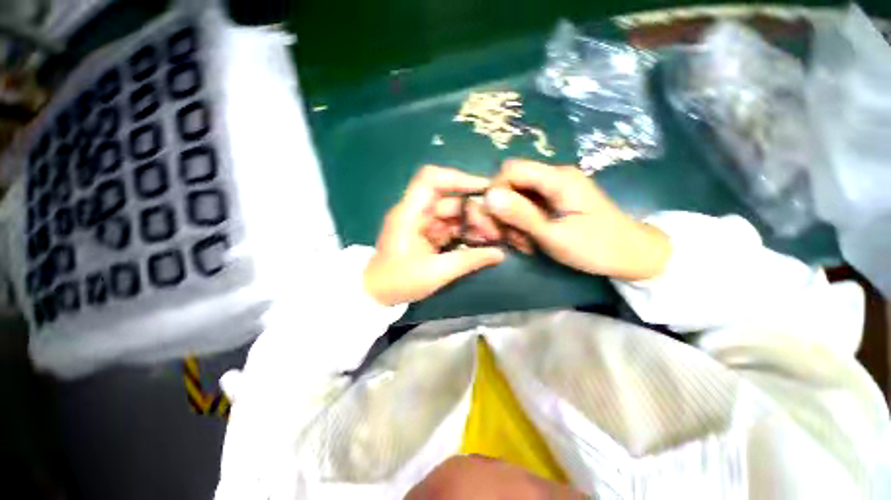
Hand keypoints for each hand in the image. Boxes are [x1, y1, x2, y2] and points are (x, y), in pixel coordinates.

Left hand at [364, 166, 505, 305]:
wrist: (377, 294)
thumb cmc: (399, 282)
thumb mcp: (436, 273)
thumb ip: (469, 260)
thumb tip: (500, 254)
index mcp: (409, 214)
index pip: (431, 180)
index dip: (458, 178)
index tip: (485, 189)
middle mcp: (416, 212)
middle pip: (449, 200)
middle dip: (474, 212)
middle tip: (495, 229)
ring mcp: (422, 223)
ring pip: (453, 214)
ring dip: (472, 223)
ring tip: (493, 237)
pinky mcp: (427, 234)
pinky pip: (450, 226)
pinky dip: (465, 232)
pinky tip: (481, 241)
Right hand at [485, 159, 670, 280]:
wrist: (631, 256)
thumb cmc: (596, 248)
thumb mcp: (554, 236)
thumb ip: (521, 215)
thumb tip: (489, 197)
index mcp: (557, 179)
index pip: (510, 170)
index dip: (495, 192)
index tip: (494, 220)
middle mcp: (553, 177)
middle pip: (510, 184)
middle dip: (503, 211)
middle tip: (508, 237)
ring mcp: (553, 189)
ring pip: (515, 198)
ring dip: (511, 222)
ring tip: (523, 243)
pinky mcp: (553, 202)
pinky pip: (525, 207)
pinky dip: (521, 225)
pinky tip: (529, 241)